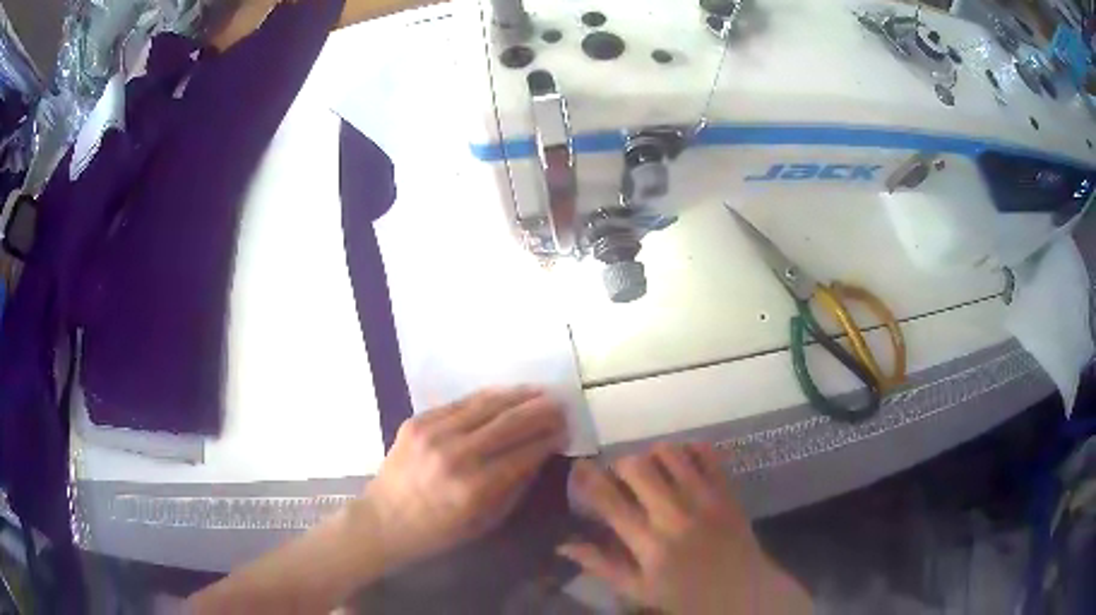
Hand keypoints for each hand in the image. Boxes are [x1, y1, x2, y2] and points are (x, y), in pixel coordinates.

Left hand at [357, 387, 566, 569]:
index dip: (550, 438)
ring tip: (540, 393)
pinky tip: (505, 395)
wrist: (383, 520)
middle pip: (510, 423)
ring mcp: (433, 433)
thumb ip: (516, 486)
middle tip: (561, 406)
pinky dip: (488, 397)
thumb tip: (541, 453)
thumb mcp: (486, 521)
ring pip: (487, 404)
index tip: (566, 430)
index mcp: (475, 488)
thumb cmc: (439, 531)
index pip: (525, 452)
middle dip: (541, 411)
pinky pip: (461, 403)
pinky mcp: (417, 421)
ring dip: (519, 396)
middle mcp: (456, 455)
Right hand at [560, 443, 810, 614]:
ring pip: (670, 453)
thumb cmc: (686, 597)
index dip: (588, 478)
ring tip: (652, 469)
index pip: (610, 501)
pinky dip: (688, 449)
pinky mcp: (728, 490)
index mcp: (649, 545)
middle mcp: (675, 516)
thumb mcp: (639, 590)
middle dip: (620, 464)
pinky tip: (681, 463)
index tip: (579, 467)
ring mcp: (706, 499)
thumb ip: (601, 565)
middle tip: (621, 476)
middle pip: (637, 467)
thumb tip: (563, 544)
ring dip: (652, 454)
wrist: (744, 592)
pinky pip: (706, 452)